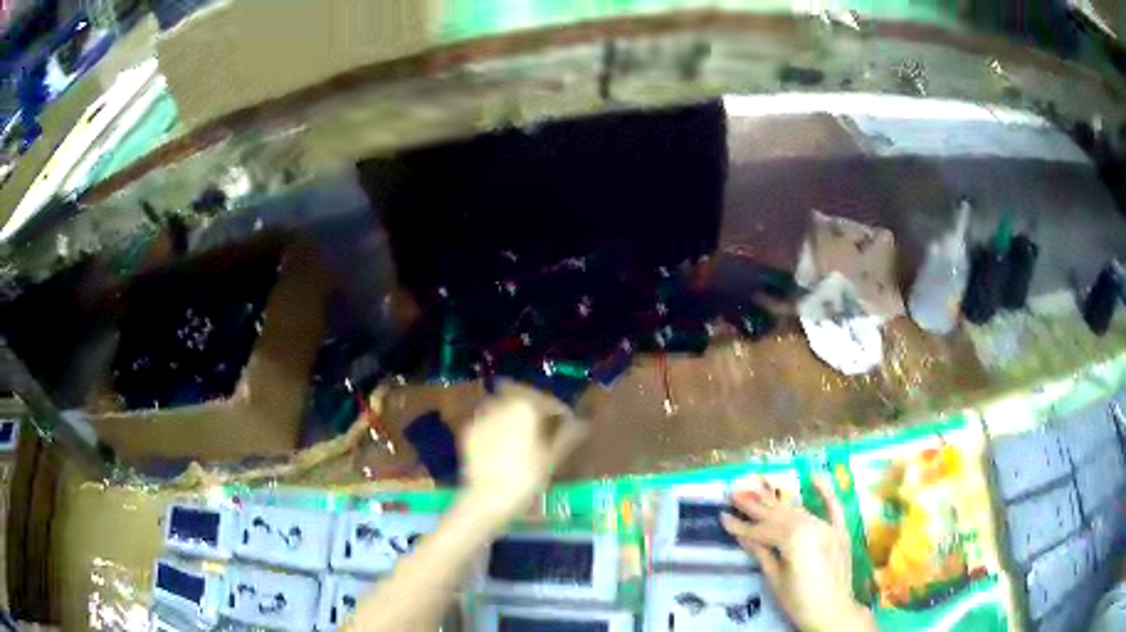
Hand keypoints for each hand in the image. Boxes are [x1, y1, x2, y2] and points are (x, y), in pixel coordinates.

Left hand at [462, 382, 586, 520]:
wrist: (488, 498)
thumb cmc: (527, 477)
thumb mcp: (553, 458)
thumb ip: (567, 435)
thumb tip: (581, 423)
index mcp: (526, 406)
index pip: (548, 402)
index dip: (560, 412)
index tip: (567, 424)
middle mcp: (502, 404)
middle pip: (523, 399)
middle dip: (535, 409)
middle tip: (544, 427)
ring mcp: (482, 416)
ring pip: (503, 407)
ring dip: (514, 415)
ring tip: (522, 435)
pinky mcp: (468, 430)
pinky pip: (488, 422)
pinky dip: (497, 427)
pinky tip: (502, 445)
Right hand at [721, 476, 874, 631]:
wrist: (833, 612)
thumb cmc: (799, 601)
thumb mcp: (775, 579)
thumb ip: (762, 553)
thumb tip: (743, 535)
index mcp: (793, 539)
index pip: (762, 530)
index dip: (741, 526)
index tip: (723, 516)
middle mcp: (811, 526)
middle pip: (779, 515)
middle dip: (756, 506)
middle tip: (735, 494)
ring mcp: (827, 527)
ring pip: (799, 511)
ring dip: (778, 502)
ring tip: (758, 490)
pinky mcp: (839, 531)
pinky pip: (834, 507)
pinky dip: (826, 492)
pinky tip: (815, 478)